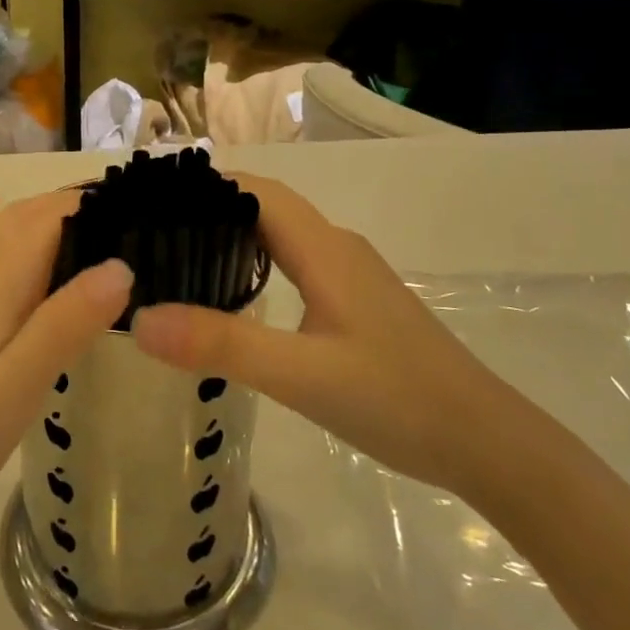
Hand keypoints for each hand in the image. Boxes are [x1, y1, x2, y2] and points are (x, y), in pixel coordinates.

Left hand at [0, 188, 131, 552]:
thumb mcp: (15, 394)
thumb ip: (66, 324)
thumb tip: (121, 264)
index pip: (56, 215)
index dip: (100, 208)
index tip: (143, 222)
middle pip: (28, 212)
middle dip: (76, 211)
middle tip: (127, 234)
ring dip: (39, 213)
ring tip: (82, 228)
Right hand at [131, 176, 513, 494]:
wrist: (487, 443)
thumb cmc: (396, 399)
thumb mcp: (300, 376)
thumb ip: (222, 344)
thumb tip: (141, 318)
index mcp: (323, 248)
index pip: (255, 190)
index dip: (204, 186)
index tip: (152, 200)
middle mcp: (337, 248)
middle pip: (265, 207)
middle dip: (210, 209)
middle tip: (153, 233)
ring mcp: (352, 275)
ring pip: (283, 235)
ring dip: (234, 235)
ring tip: (180, 258)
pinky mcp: (359, 302)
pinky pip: (297, 262)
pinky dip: (258, 262)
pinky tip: (237, 296)